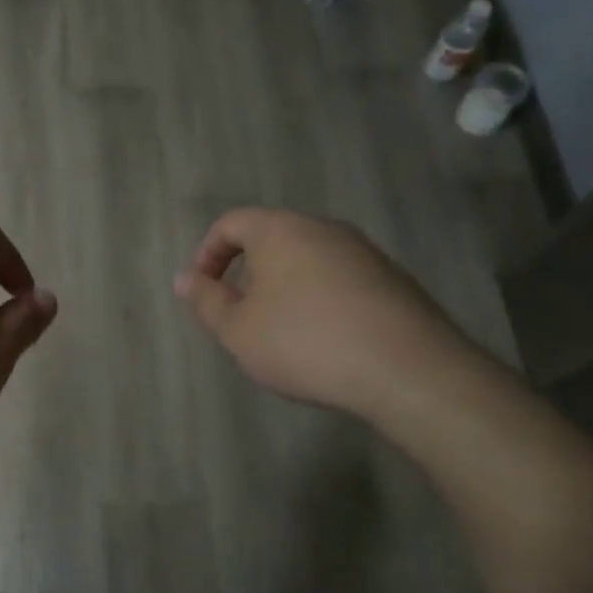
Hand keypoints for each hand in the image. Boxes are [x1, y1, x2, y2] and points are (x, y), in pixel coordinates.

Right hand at [174, 207, 471, 417]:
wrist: (408, 369)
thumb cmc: (305, 343)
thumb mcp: (238, 331)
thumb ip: (206, 301)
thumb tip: (184, 278)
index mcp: (280, 230)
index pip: (231, 223)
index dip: (208, 254)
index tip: (204, 290)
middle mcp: (323, 228)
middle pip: (272, 238)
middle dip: (249, 273)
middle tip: (242, 315)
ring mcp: (363, 251)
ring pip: (308, 258)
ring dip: (285, 287)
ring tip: (283, 332)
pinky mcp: (392, 278)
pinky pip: (340, 278)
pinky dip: (321, 299)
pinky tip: (326, 340)